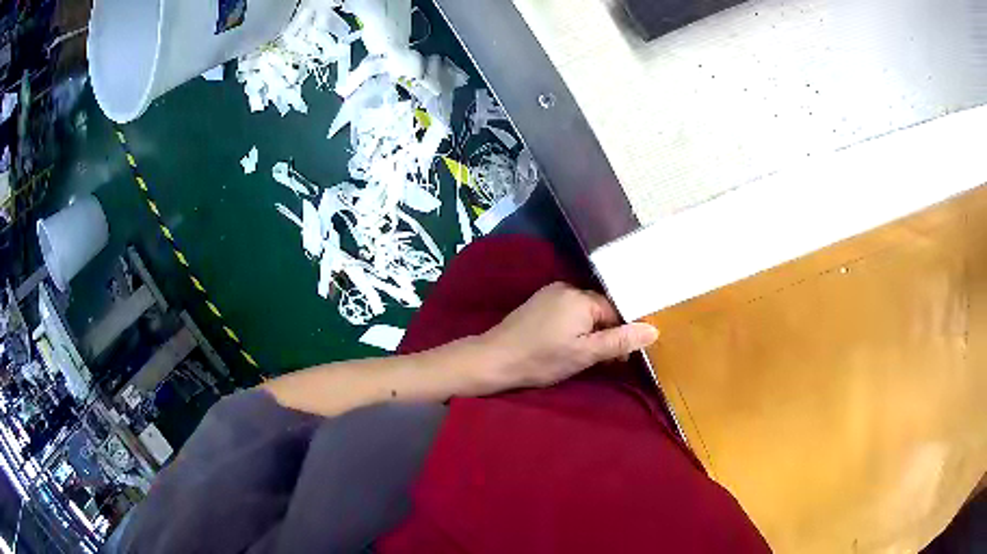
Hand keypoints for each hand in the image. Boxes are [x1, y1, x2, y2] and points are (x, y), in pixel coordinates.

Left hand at [468, 282, 658, 393]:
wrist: (494, 359)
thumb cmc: (542, 359)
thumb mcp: (585, 354)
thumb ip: (619, 341)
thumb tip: (653, 330)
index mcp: (581, 297)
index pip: (616, 311)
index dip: (621, 334)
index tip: (619, 358)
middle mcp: (567, 287)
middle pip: (600, 310)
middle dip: (605, 334)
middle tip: (601, 361)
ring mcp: (550, 293)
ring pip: (584, 312)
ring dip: (590, 332)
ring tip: (583, 356)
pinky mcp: (538, 303)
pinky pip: (567, 312)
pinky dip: (573, 327)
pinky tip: (565, 345)